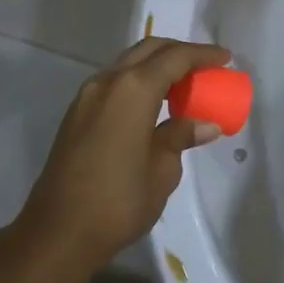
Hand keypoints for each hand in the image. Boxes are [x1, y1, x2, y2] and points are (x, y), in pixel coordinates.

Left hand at [18, 36, 230, 271]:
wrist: (58, 232)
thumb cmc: (118, 200)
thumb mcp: (162, 170)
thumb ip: (181, 136)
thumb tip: (205, 124)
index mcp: (133, 89)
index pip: (175, 57)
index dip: (203, 54)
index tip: (225, 57)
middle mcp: (108, 81)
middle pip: (148, 50)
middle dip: (179, 52)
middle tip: (206, 66)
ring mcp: (88, 95)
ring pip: (128, 63)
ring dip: (156, 65)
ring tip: (183, 84)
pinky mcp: (77, 113)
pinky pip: (115, 82)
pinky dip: (138, 81)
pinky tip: (153, 103)